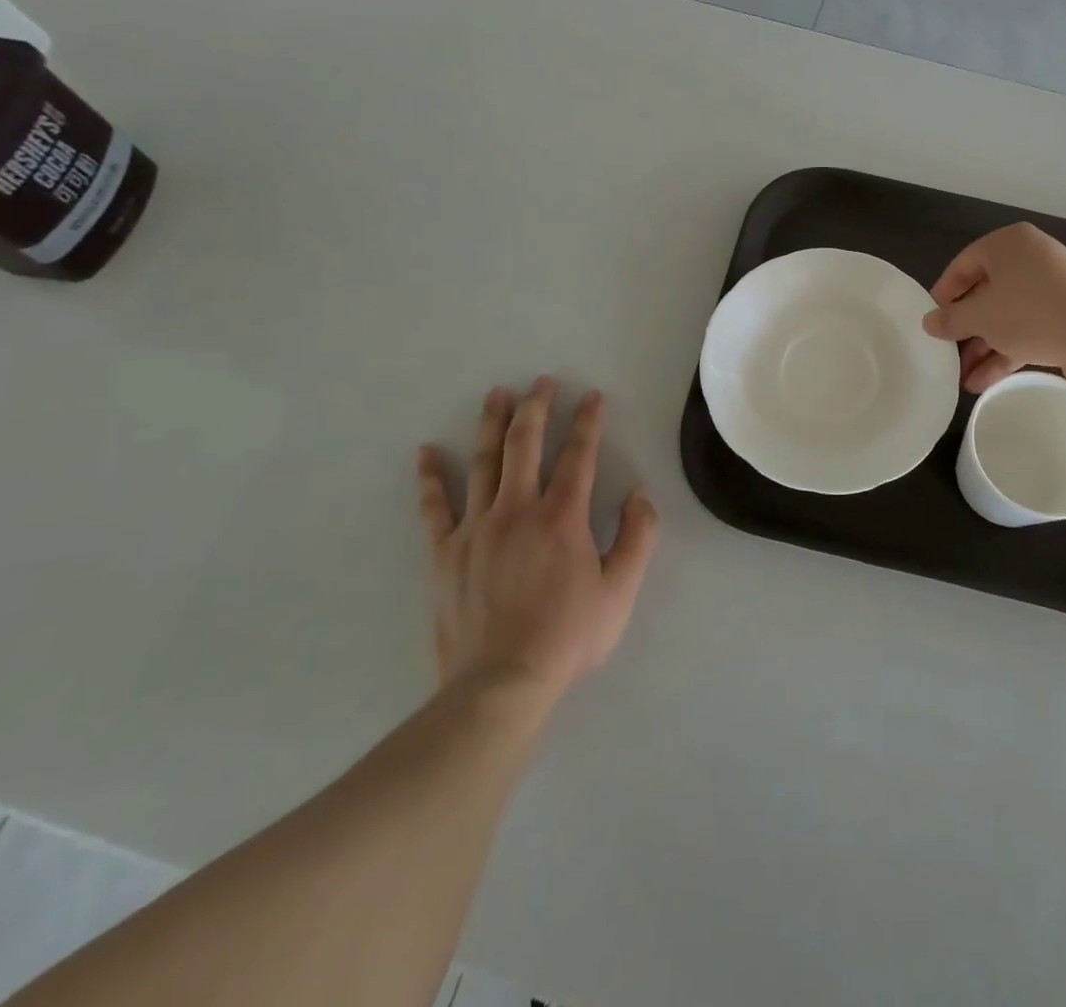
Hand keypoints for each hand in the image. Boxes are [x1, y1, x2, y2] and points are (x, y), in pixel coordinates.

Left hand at [415, 377, 657, 697]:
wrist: (500, 684)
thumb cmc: (567, 637)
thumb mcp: (620, 591)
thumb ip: (637, 537)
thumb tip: (640, 494)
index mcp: (562, 517)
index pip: (579, 455)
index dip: (588, 421)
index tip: (592, 396)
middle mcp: (517, 510)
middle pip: (525, 445)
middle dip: (537, 407)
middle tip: (542, 381)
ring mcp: (476, 528)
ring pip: (483, 463)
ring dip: (491, 424)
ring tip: (496, 394)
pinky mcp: (444, 552)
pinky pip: (435, 507)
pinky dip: (430, 478)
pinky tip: (426, 452)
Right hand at [922, 223, 1065, 392]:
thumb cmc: (1029, 312)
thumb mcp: (979, 316)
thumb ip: (950, 319)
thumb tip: (928, 322)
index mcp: (1009, 244)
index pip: (965, 262)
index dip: (944, 292)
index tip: (932, 319)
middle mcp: (1031, 260)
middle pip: (986, 292)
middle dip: (965, 327)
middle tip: (946, 349)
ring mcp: (1051, 290)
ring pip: (1006, 316)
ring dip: (982, 346)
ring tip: (960, 376)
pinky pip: (1026, 331)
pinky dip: (1004, 352)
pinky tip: (981, 382)